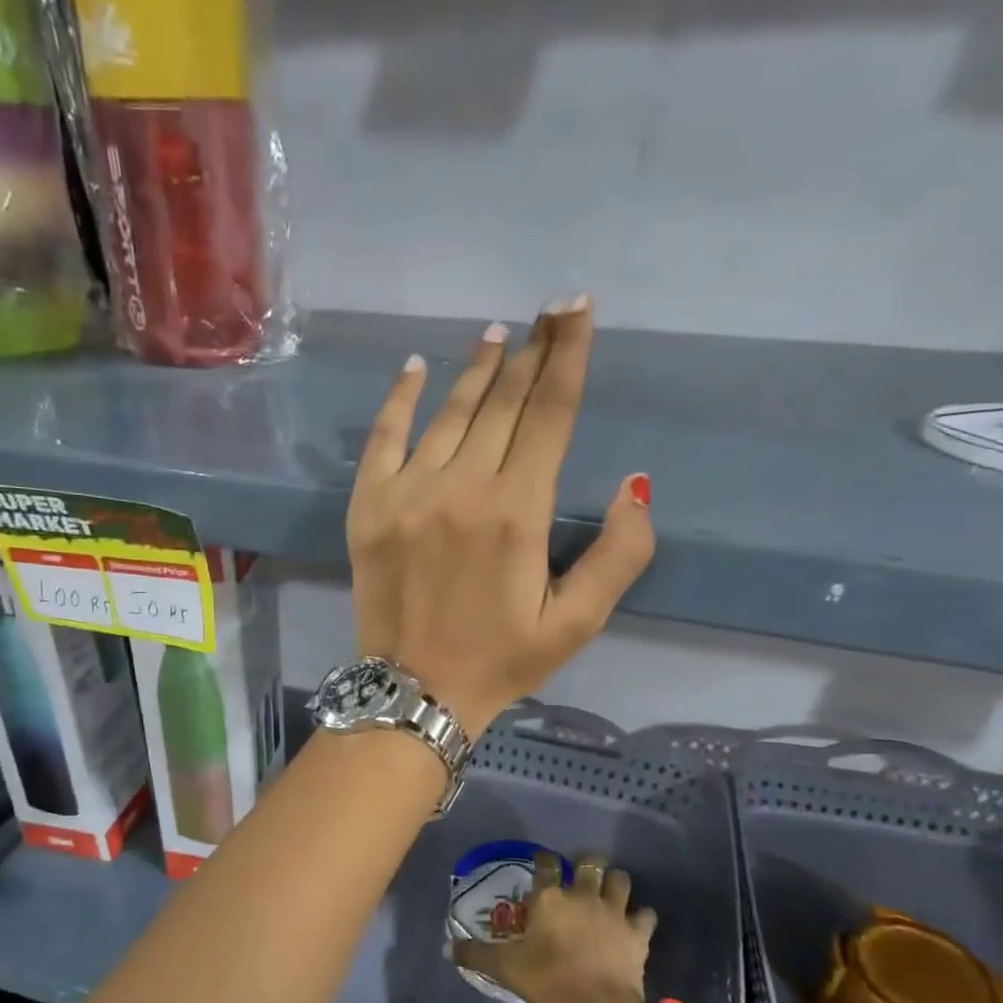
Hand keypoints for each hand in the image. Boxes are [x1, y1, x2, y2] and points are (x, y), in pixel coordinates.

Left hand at [346, 297, 654, 738]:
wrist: (412, 692)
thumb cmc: (499, 662)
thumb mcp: (575, 623)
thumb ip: (618, 556)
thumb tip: (634, 487)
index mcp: (517, 512)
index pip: (550, 415)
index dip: (568, 357)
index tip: (577, 310)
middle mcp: (462, 488)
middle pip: (504, 403)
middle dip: (533, 352)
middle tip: (549, 310)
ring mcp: (408, 492)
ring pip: (450, 413)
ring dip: (477, 369)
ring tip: (500, 335)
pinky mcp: (368, 506)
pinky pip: (383, 438)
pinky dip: (399, 399)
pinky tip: (415, 367)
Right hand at [452, 850, 657, 1002]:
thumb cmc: (547, 981)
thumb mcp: (504, 968)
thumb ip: (475, 954)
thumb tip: (446, 948)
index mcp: (549, 898)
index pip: (546, 863)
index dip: (544, 859)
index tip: (543, 862)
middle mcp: (583, 895)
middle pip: (590, 861)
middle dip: (587, 861)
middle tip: (582, 872)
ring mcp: (614, 911)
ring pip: (621, 879)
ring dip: (616, 882)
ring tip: (610, 890)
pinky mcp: (637, 933)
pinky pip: (646, 914)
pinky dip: (641, 917)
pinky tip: (635, 923)